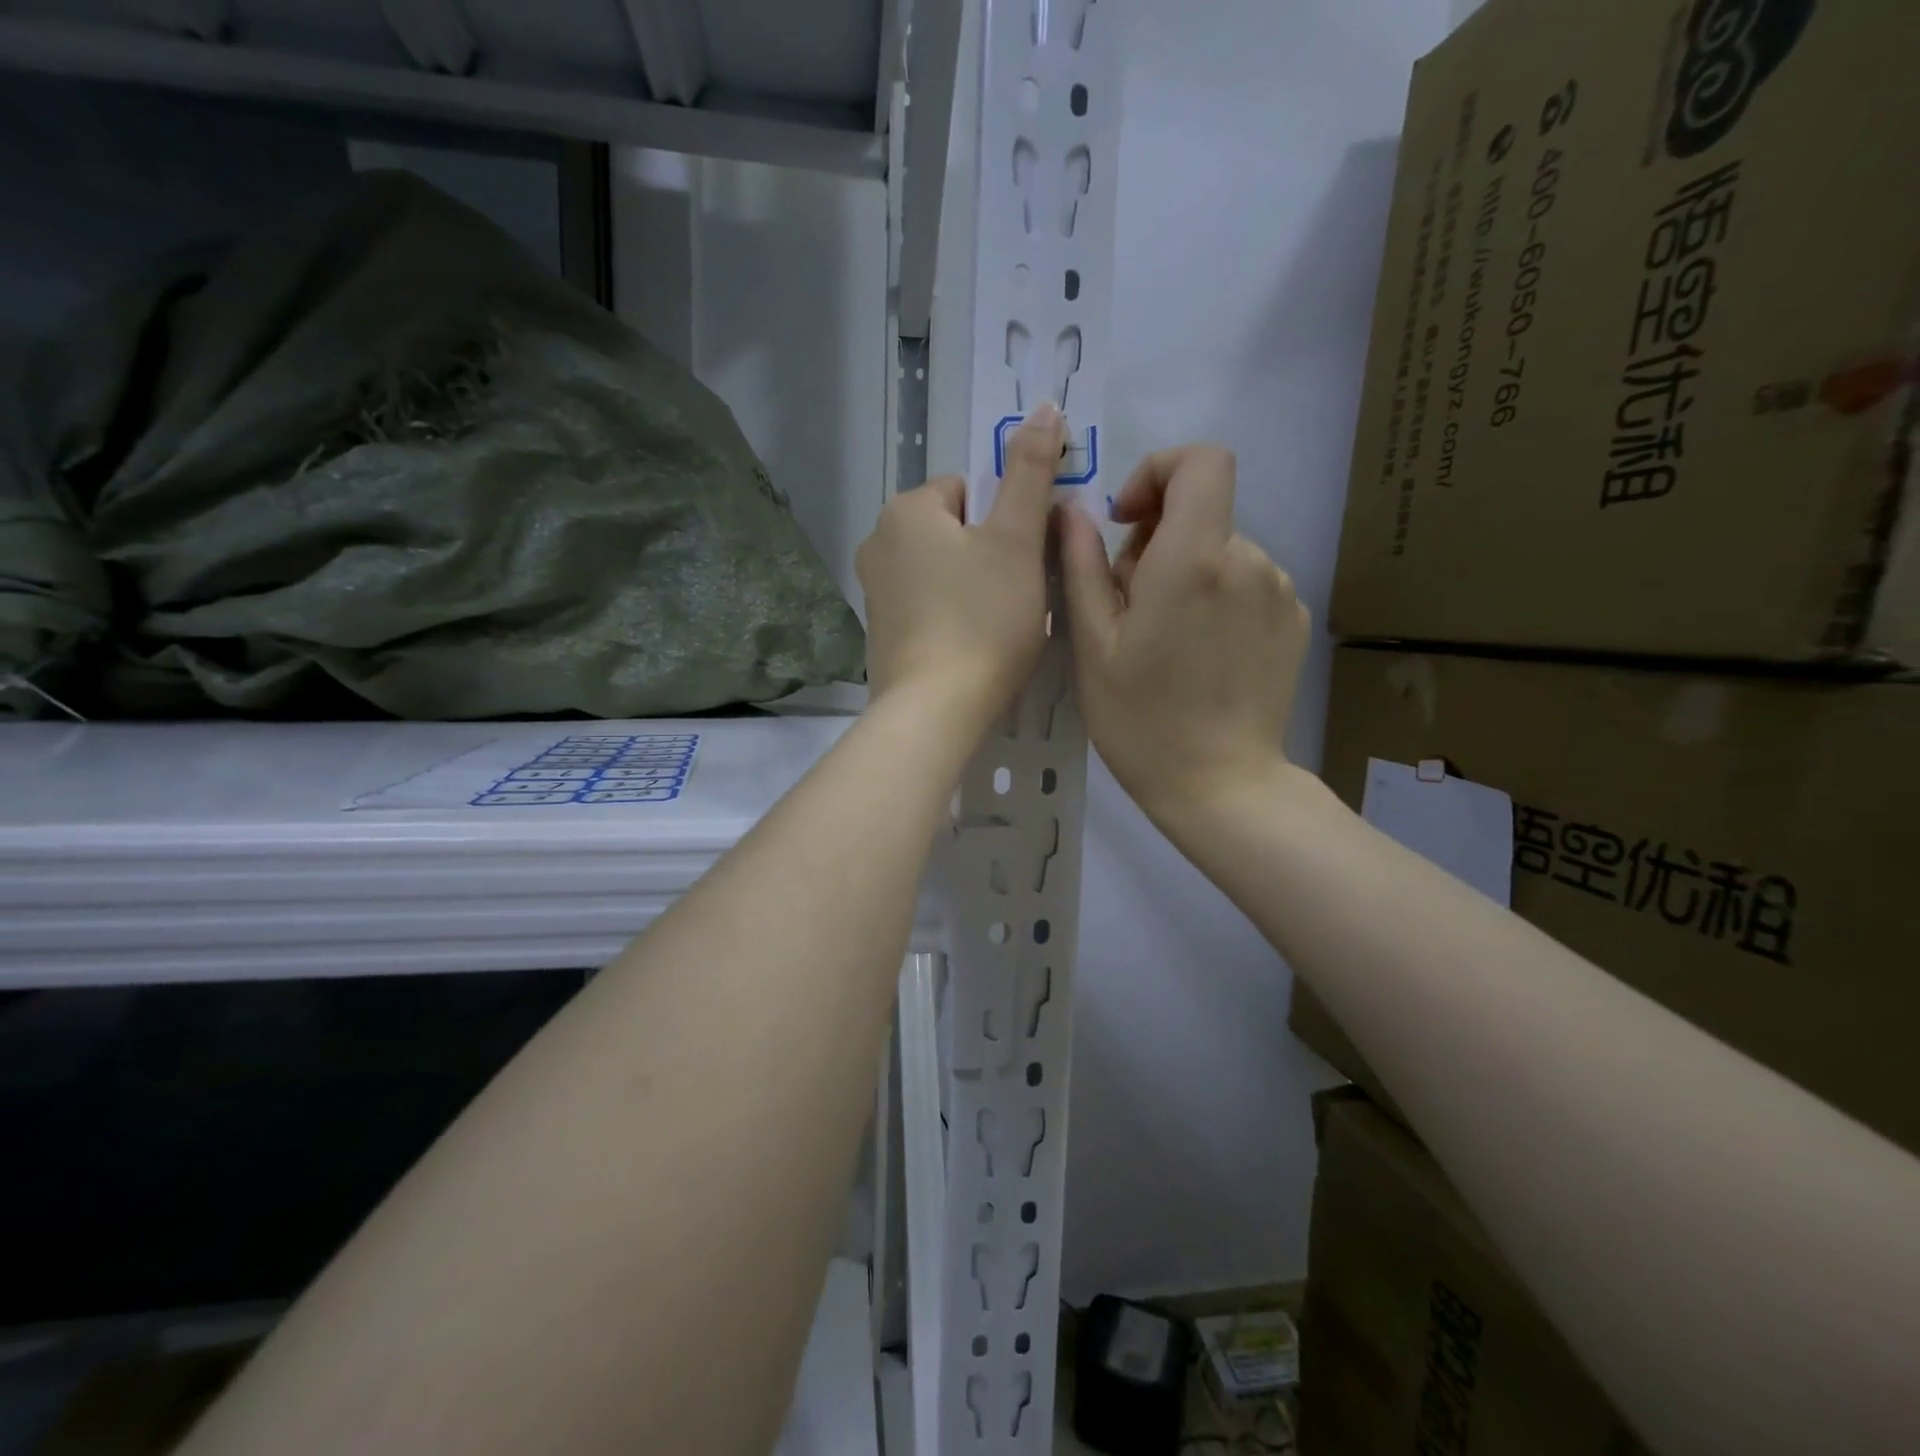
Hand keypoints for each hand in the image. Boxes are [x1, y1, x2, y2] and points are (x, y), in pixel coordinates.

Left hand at [857, 404, 1064, 728]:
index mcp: (906, 510)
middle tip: (1019, 595)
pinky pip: (926, 606)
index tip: (1026, 560)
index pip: (969, 490)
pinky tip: (971, 646)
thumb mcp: (1016, 540)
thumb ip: (1029, 472)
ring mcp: (873, 592)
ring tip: (998, 625)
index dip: (1007, 521)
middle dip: (990, 554)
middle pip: (955, 531)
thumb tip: (1042, 407)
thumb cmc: (982, 619)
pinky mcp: (879, 633)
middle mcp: (877, 542)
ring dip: (974, 586)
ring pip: (942, 571)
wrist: (934, 710)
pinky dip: (951, 617)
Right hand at [1059, 445, 1308, 823]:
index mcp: (1193, 559)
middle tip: (1129, 608)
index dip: (1159, 471)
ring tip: (1165, 641)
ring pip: (1221, 552)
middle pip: (1201, 514)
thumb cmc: (1141, 720)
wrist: (1221, 785)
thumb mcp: (1093, 644)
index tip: (1129, 520)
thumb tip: (1074, 512)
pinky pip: (1246, 584)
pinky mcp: (1293, 620)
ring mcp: (1279, 591)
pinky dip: (1216, 600)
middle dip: (1157, 543)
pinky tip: (1201, 656)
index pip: (1200, 461)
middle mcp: (1248, 560)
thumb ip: (1082, 565)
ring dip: (1186, 575)